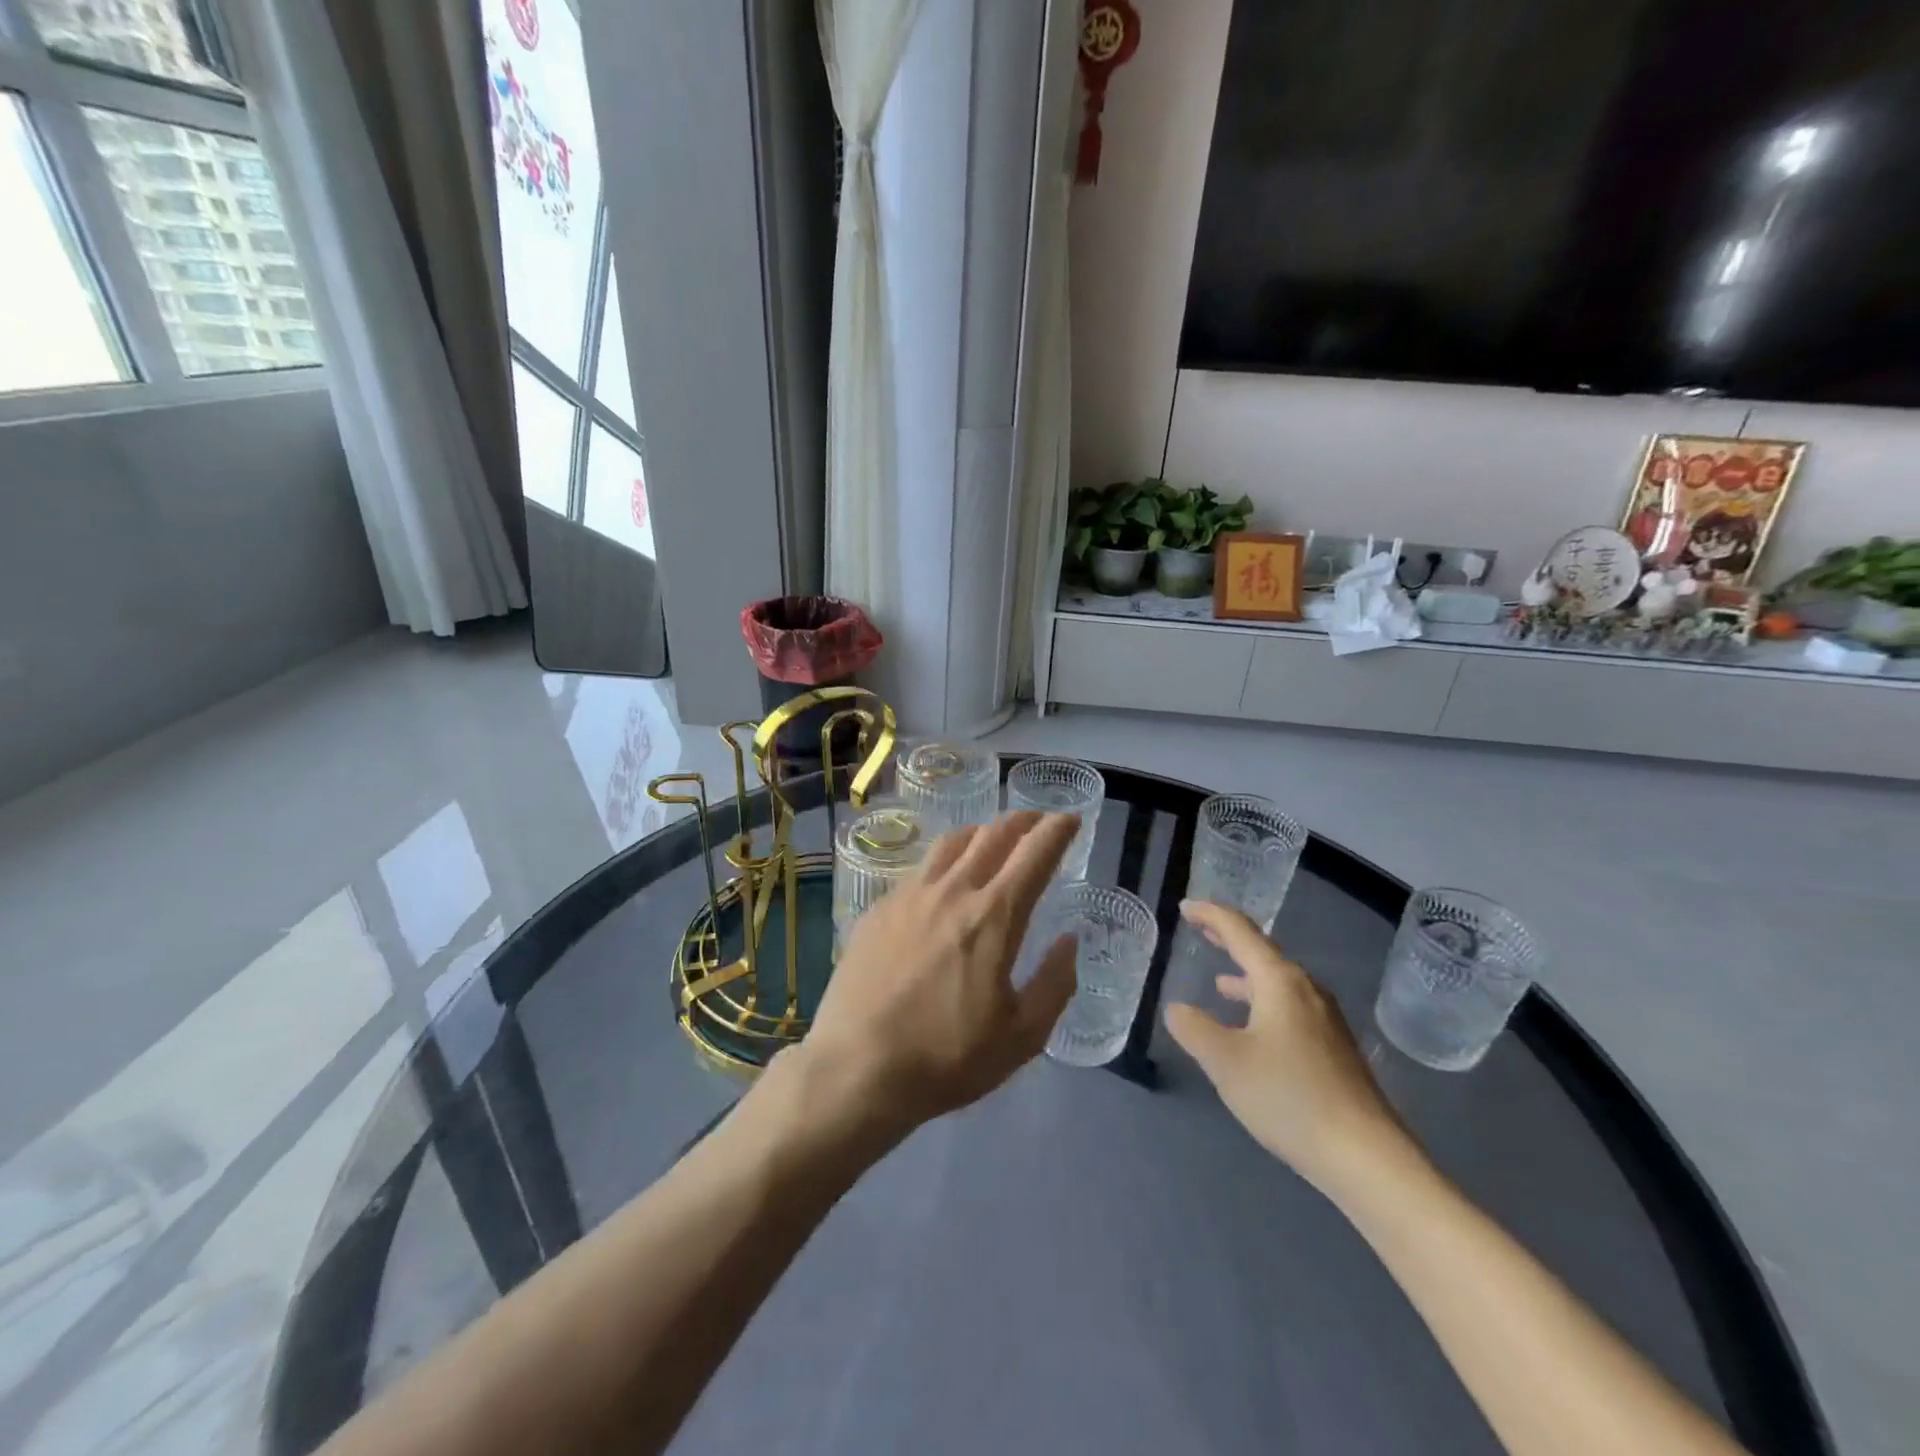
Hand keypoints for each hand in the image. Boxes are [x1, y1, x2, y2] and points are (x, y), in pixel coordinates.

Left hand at [794, 811, 1080, 1139]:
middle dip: (1022, 821)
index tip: (1069, 819)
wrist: (857, 1067)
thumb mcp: (1022, 1037)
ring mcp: (910, 895)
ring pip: (952, 843)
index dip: (1056, 830)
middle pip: (993, 835)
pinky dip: (945, 859)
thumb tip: (1069, 941)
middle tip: (1037, 822)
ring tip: (992, 838)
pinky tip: (943, 878)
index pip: (1034, 854)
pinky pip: (920, 867)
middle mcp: (953, 891)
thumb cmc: (947, 1057)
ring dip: (981, 832)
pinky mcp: (879, 908)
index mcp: (994, 917)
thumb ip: (1054, 984)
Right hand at [1164, 900, 1416, 1196]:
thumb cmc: (1289, 1097)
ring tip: (1219, 980)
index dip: (1210, 915)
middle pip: (1262, 952)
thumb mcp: (1226, 1062)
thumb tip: (1177, 1008)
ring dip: (1246, 975)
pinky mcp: (1333, 1047)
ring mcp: (1325, 1019)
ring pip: (1277, 982)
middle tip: (1200, 928)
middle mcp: (1305, 989)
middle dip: (1229, 938)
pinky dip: (1262, 1001)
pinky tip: (1252, 1027)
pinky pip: (1289, 1005)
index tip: (1185, 907)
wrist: (1365, 1156)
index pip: (1240, 931)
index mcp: (1279, 981)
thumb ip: (1194, 1029)